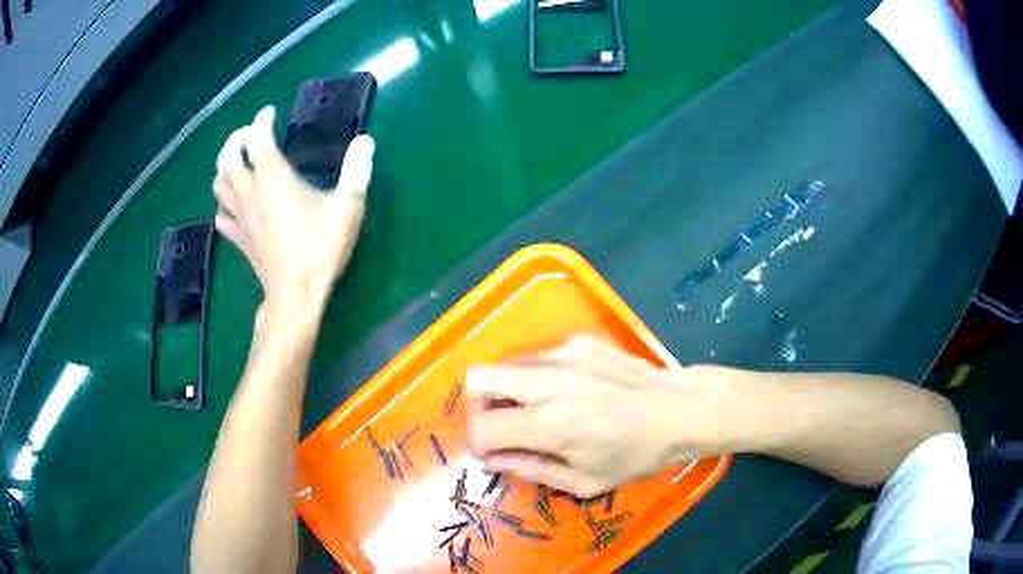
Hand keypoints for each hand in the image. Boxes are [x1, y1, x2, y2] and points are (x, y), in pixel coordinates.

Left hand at [212, 106, 374, 306]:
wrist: (295, 294)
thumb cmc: (320, 248)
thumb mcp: (347, 207)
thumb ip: (356, 170)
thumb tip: (365, 141)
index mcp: (273, 177)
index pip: (258, 137)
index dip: (261, 120)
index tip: (269, 113)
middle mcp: (250, 191)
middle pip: (228, 158)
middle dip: (234, 141)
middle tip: (247, 136)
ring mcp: (240, 217)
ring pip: (219, 185)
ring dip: (225, 169)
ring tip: (238, 164)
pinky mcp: (238, 239)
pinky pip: (221, 216)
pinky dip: (224, 204)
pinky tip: (235, 205)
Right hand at [467, 336, 730, 497]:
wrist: (678, 410)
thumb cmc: (635, 455)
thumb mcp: (583, 481)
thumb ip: (530, 469)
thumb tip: (492, 460)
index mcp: (548, 424)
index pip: (482, 428)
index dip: (479, 445)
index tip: (495, 453)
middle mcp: (548, 382)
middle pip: (478, 378)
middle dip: (480, 406)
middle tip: (504, 424)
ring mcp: (564, 354)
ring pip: (507, 364)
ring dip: (509, 390)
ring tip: (539, 409)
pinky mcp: (579, 341)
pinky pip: (539, 357)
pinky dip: (539, 376)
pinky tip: (571, 390)